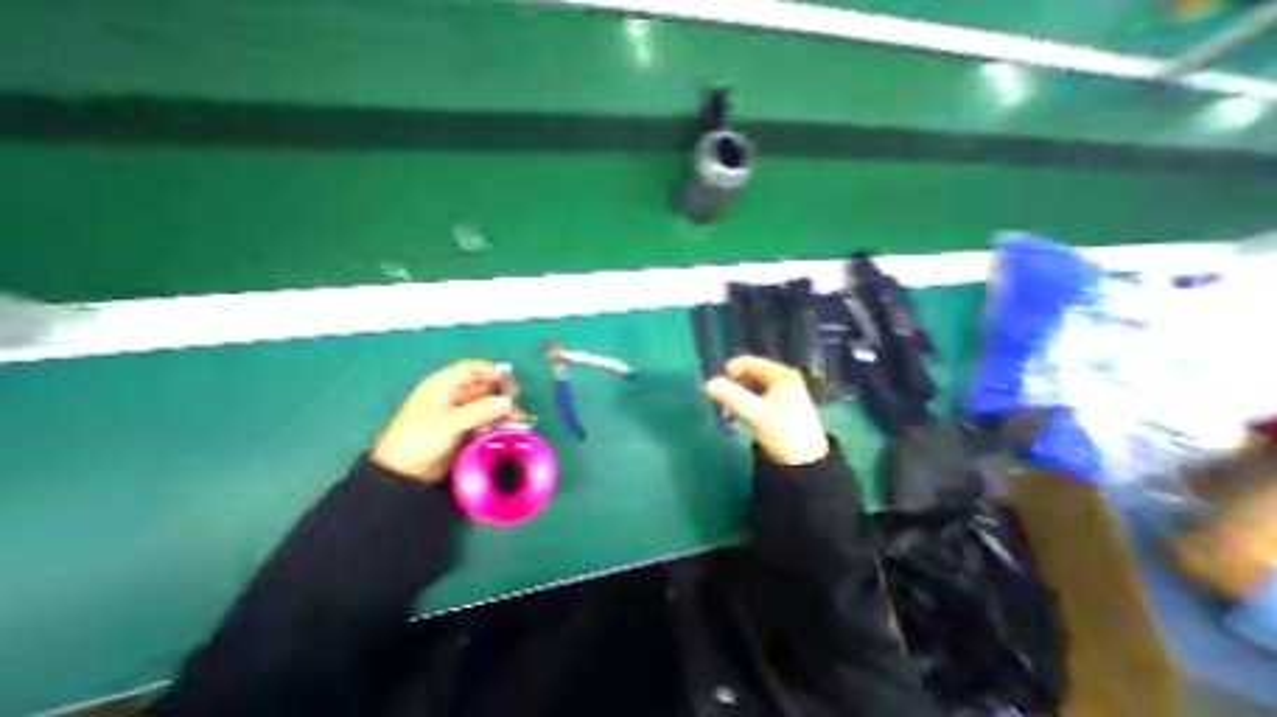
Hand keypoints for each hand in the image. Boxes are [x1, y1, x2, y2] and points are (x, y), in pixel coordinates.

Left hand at [373, 361, 521, 483]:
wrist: (404, 474)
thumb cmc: (419, 439)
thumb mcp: (449, 423)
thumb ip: (480, 411)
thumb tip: (508, 401)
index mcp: (444, 386)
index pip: (472, 369)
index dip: (491, 371)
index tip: (508, 380)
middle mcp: (456, 396)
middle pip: (486, 388)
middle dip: (503, 396)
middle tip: (514, 406)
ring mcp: (463, 413)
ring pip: (490, 406)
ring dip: (505, 413)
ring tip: (517, 422)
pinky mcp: (468, 429)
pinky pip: (489, 422)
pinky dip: (500, 425)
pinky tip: (511, 430)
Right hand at [703, 356, 833, 466]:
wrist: (806, 463)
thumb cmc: (783, 433)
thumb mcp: (757, 414)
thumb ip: (732, 397)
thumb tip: (708, 383)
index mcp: (781, 375)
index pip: (750, 362)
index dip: (731, 370)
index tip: (716, 384)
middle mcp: (783, 379)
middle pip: (751, 372)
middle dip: (733, 381)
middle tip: (719, 395)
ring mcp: (783, 392)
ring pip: (753, 384)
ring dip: (738, 390)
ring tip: (727, 403)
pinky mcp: (780, 405)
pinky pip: (758, 394)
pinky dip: (746, 398)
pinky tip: (740, 409)